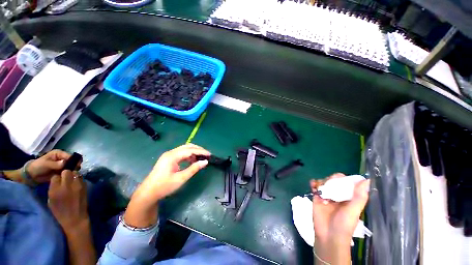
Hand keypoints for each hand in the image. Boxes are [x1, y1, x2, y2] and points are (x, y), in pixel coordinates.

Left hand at [27, 150, 74, 182]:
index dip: (75, 160)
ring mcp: (63, 165)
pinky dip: (70, 175)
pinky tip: (69, 178)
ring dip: (73, 171)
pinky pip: (68, 172)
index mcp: (59, 154)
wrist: (32, 175)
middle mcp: (63, 158)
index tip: (77, 166)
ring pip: (72, 167)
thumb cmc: (38, 166)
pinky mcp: (62, 172)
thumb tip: (65, 163)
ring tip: (72, 175)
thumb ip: (55, 164)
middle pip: (73, 161)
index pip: (70, 156)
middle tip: (74, 172)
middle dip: (75, 166)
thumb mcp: (45, 164)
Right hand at [48, 170, 88, 233]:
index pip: (55, 176)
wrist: (75, 218)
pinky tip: (76, 184)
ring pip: (76, 173)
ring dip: (73, 175)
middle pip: (67, 172)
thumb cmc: (60, 212)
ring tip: (71, 181)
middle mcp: (67, 185)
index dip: (56, 178)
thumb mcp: (51, 200)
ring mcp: (77, 185)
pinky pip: (81, 178)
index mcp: (55, 190)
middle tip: (65, 179)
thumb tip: (56, 180)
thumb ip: (53, 188)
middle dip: (65, 174)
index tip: (57, 181)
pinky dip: (78, 179)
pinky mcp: (85, 186)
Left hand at [135, 143, 209, 202]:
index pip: (190, 150)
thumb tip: (205, 162)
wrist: (148, 193)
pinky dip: (188, 156)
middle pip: (187, 147)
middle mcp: (170, 153)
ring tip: (201, 158)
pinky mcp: (168, 159)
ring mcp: (169, 155)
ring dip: (193, 152)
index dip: (201, 151)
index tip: (209, 154)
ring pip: (184, 149)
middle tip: (206, 154)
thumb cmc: (164, 186)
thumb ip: (194, 169)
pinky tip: (192, 161)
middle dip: (198, 149)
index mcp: (172, 156)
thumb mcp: (181, 178)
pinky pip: (181, 154)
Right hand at [311, 173, 369, 264]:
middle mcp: (337, 195)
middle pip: (334, 181)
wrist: (329, 235)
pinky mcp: (316, 197)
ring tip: (321, 187)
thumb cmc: (344, 224)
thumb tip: (366, 180)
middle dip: (331, 179)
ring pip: (324, 182)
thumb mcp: (354, 211)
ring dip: (322, 181)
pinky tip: (313, 186)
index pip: (347, 183)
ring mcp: (326, 196)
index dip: (344, 178)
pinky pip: (314, 187)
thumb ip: (359, 196)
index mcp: (348, 197)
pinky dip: (313, 184)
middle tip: (330, 183)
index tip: (340, 178)